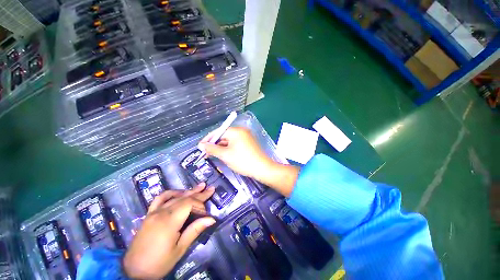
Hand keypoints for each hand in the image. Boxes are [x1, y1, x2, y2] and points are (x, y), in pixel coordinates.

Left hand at [123, 184, 215, 278]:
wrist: (133, 271)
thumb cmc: (158, 263)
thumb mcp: (179, 249)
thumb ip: (195, 230)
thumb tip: (212, 219)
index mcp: (169, 221)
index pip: (189, 204)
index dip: (200, 206)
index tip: (206, 215)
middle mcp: (161, 212)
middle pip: (184, 198)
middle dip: (199, 194)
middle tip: (211, 189)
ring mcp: (154, 212)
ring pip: (175, 196)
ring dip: (189, 191)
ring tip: (200, 186)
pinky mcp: (149, 214)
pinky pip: (160, 198)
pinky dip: (172, 193)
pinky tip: (179, 192)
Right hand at [198, 127, 272, 178]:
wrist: (262, 168)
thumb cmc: (243, 161)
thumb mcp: (225, 155)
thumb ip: (212, 149)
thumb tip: (201, 145)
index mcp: (236, 131)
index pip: (218, 132)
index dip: (208, 139)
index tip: (200, 147)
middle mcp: (241, 131)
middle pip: (224, 135)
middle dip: (214, 144)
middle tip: (206, 153)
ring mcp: (246, 137)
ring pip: (229, 140)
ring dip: (221, 147)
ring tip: (213, 155)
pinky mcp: (248, 142)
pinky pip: (235, 143)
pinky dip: (228, 148)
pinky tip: (224, 155)